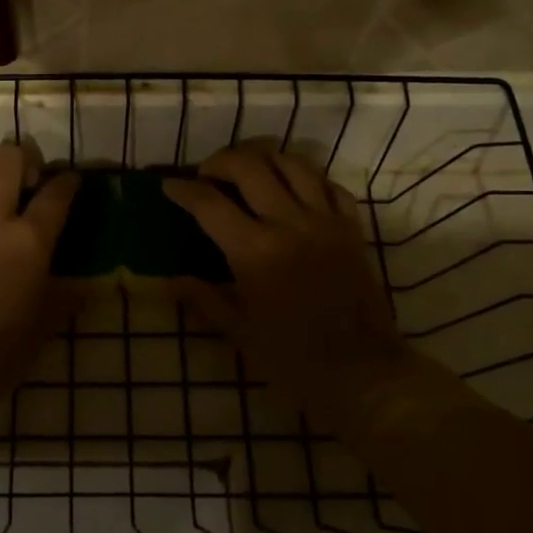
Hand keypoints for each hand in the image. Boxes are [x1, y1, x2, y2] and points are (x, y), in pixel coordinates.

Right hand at [167, 145, 407, 420]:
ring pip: (293, 164)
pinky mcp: (352, 229)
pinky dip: (309, 179)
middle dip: (221, 161)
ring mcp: (325, 222)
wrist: (363, 374)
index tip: (169, 187)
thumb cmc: (293, 358)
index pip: (209, 203)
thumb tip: (170, 281)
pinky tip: (296, 189)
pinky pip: (331, 186)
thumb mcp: (239, 332)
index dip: (183, 190)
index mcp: (254, 251)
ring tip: (250, 170)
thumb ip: (204, 298)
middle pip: (250, 167)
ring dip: (265, 158)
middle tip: (208, 174)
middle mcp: (289, 224)